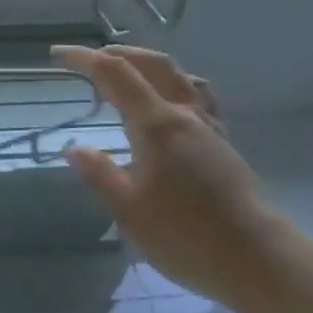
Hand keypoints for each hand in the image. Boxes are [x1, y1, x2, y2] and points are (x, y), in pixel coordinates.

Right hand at [52, 45, 279, 304]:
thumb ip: (99, 175)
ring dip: (147, 65)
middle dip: (117, 53)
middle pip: (152, 64)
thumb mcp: (127, 211)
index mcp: (156, 125)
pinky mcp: (222, 145)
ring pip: (178, 77)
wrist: (255, 259)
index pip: (115, 74)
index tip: (57, 55)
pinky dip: (172, 86)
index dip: (84, 59)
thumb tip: (75, 149)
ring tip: (125, 75)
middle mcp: (184, 116)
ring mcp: (208, 128)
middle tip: (88, 60)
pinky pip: (197, 97)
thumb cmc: (185, 235)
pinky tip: (166, 105)